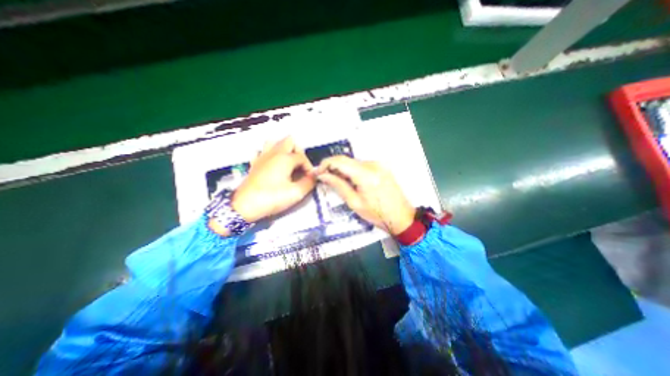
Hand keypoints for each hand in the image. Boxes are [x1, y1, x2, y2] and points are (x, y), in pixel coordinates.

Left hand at [233, 136, 314, 220]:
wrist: (245, 206)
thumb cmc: (272, 198)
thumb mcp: (296, 193)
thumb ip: (308, 183)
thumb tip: (313, 177)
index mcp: (285, 158)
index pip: (302, 157)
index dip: (309, 167)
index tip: (309, 179)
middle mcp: (274, 153)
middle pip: (289, 141)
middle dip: (298, 152)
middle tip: (300, 167)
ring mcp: (262, 157)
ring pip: (274, 142)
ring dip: (284, 149)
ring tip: (288, 163)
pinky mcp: (254, 164)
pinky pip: (262, 152)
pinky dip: (269, 154)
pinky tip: (272, 164)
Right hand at [314, 156, 413, 234]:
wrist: (402, 217)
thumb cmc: (377, 214)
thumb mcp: (354, 202)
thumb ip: (338, 185)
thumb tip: (323, 175)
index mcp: (366, 174)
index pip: (340, 161)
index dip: (325, 164)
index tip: (318, 172)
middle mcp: (373, 164)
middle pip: (347, 160)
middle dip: (333, 167)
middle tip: (325, 179)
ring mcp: (379, 164)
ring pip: (354, 162)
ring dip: (343, 169)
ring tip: (338, 182)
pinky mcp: (382, 166)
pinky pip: (362, 165)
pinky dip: (353, 170)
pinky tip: (351, 181)